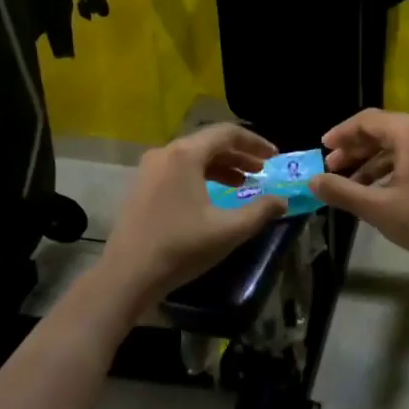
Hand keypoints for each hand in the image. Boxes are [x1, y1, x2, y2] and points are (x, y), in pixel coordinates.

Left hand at [98, 125, 286, 306]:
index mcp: (185, 155)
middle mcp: (165, 153)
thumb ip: (260, 211)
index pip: (226, 133)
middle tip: (263, 170)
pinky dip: (201, 176)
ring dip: (221, 166)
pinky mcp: (141, 186)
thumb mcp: (228, 231)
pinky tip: (214, 196)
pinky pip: (178, 170)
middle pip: (209, 142)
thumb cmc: (180, 248)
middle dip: (239, 155)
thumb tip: (282, 200)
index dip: (255, 143)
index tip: (275, 157)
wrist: (127, 275)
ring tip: (244, 184)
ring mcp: (149, 169)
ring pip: (193, 157)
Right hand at [308, 110, 408, 273]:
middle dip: (354, 148)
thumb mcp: (377, 207)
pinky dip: (390, 167)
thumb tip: (312, 181)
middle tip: (332, 168)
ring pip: (397, 144)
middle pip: (382, 130)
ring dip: (370, 160)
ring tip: (349, 182)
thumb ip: (341, 190)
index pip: (366, 121)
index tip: (322, 150)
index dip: (341, 134)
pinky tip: (376, 189)